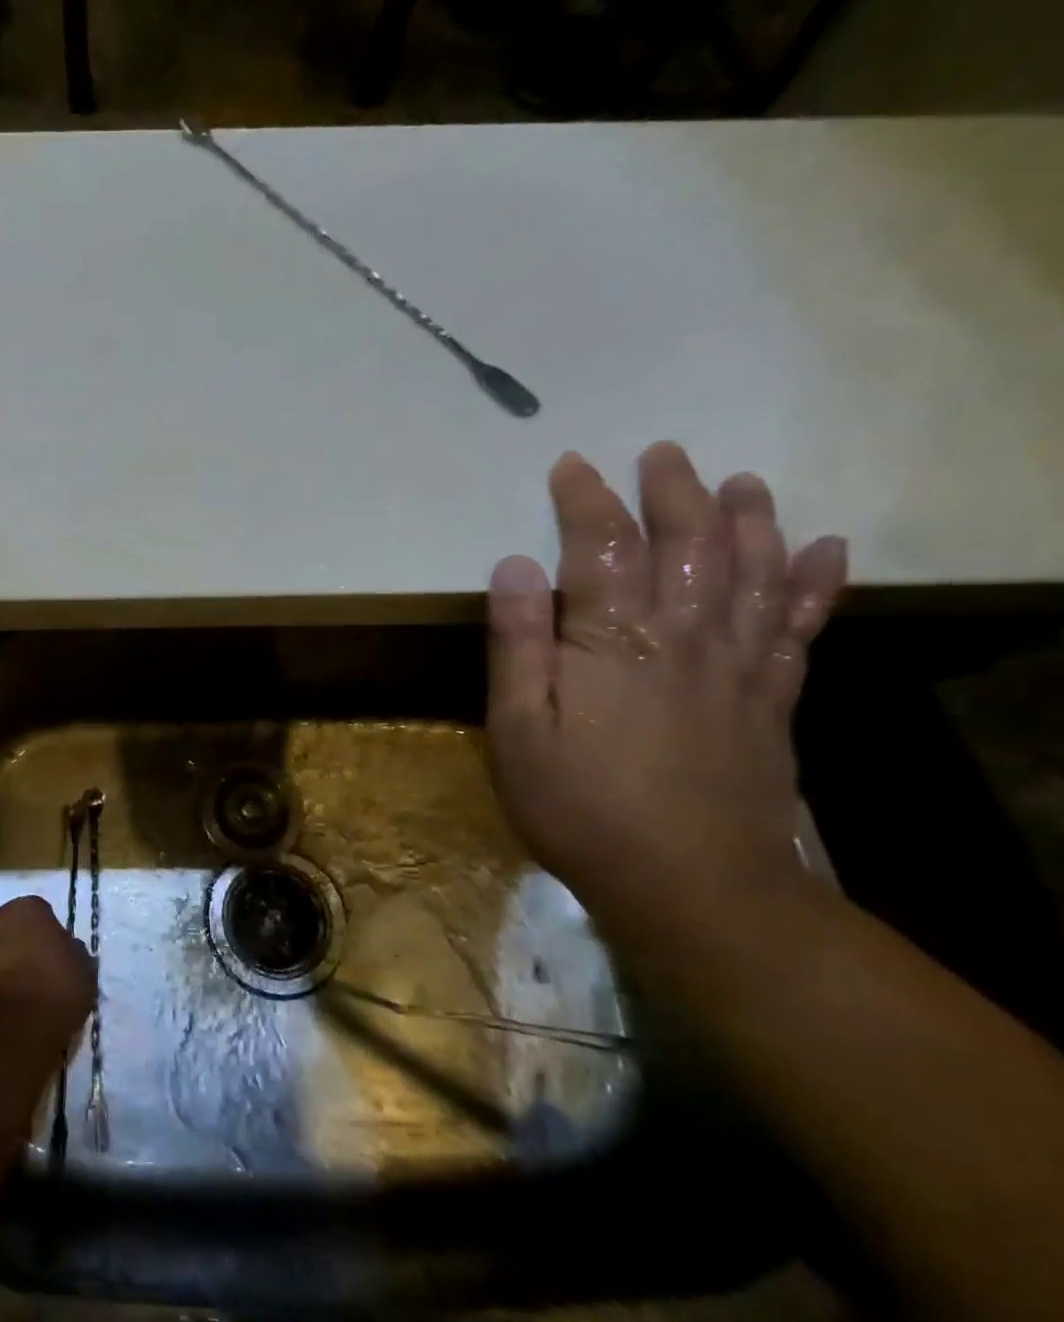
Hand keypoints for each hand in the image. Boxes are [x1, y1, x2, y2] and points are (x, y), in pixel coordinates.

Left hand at [0, 896, 95, 1041]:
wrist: (10, 1031)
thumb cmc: (55, 990)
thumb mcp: (84, 970)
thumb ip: (73, 953)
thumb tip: (68, 951)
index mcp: (27, 907)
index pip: (41, 914)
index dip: (50, 937)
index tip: (58, 959)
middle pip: (10, 929)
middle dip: (20, 947)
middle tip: (37, 976)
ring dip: (0, 969)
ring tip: (19, 999)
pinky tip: (2, 1013)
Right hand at [485, 442, 848, 940]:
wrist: (692, 885)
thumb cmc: (580, 805)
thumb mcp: (516, 728)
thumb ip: (517, 642)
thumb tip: (515, 564)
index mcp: (612, 639)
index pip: (603, 546)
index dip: (587, 499)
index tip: (572, 464)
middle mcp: (683, 634)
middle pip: (688, 543)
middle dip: (674, 491)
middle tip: (664, 453)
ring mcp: (737, 664)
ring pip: (751, 571)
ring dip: (749, 520)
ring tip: (744, 481)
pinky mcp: (771, 698)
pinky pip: (799, 626)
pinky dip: (814, 583)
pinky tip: (824, 549)